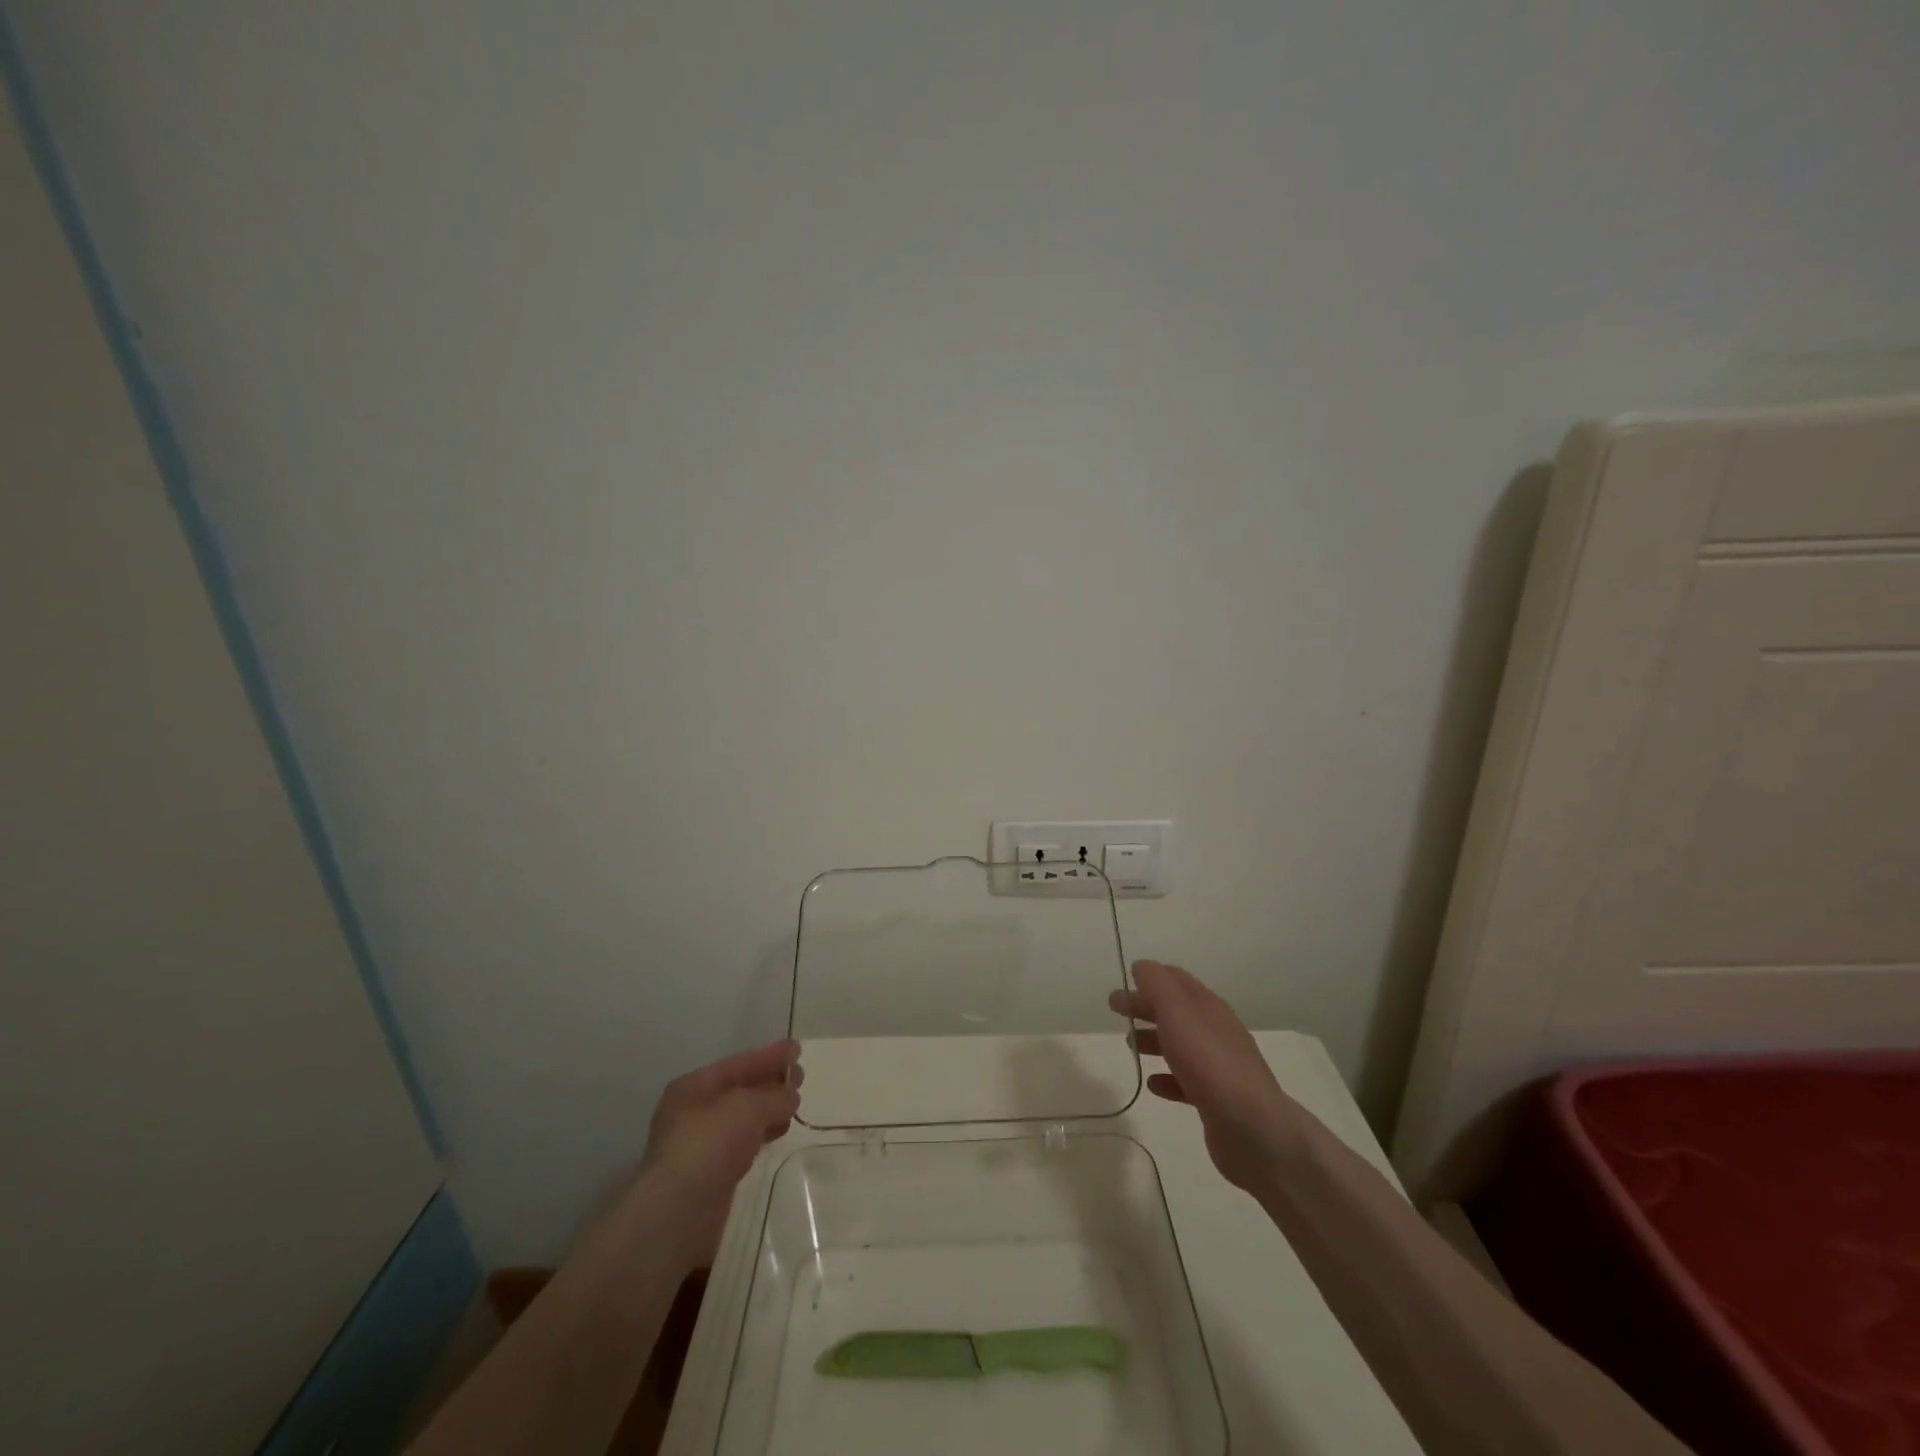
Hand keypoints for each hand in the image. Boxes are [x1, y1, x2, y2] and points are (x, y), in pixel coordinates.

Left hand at [623, 1040, 800, 1263]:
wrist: (676, 1215)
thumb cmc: (708, 1145)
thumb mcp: (748, 1107)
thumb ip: (774, 1096)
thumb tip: (791, 1096)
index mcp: (694, 1087)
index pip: (738, 1064)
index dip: (769, 1055)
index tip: (797, 1048)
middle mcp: (694, 1112)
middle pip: (740, 1089)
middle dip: (770, 1081)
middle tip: (800, 1076)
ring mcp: (701, 1145)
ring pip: (743, 1118)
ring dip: (769, 1109)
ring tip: (795, 1105)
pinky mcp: (711, 1174)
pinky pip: (742, 1143)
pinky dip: (762, 1134)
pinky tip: (778, 1133)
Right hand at [1109, 960, 1300, 1194]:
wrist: (1251, 1127)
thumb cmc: (1208, 1060)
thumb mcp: (1177, 1010)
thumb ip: (1157, 984)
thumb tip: (1142, 966)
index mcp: (1208, 1006)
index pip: (1177, 980)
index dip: (1151, 977)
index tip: (1124, 980)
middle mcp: (1215, 1031)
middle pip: (1175, 1011)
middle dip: (1145, 1006)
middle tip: (1115, 1008)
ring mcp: (1218, 1066)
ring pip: (1180, 1044)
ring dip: (1153, 1039)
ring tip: (1130, 1045)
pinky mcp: (1215, 1099)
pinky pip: (1185, 1081)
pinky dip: (1167, 1077)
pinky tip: (1153, 1084)